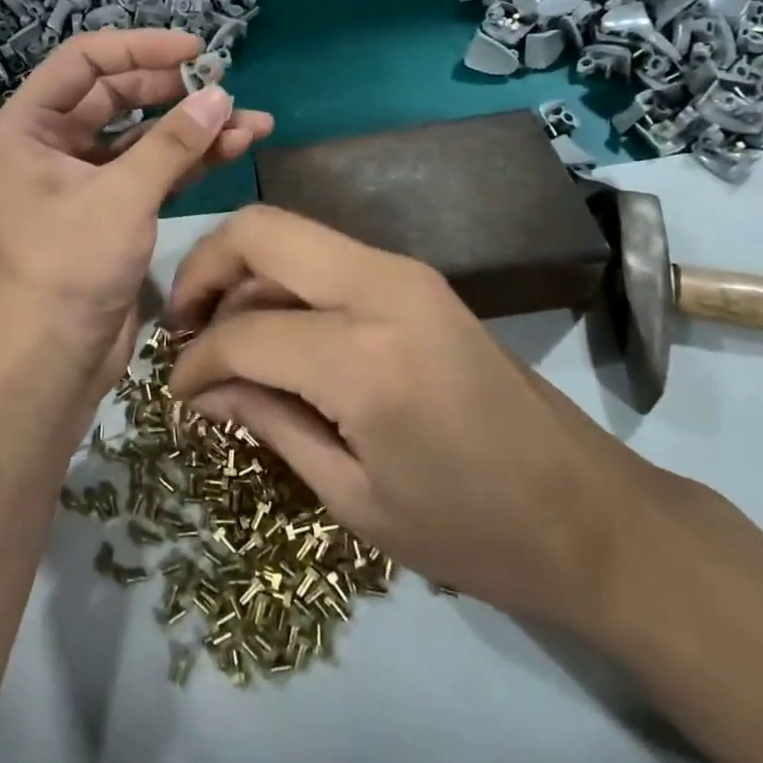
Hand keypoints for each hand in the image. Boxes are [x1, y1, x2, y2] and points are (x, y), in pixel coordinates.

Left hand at [0, 30, 272, 402]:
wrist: (56, 355)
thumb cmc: (71, 267)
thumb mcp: (123, 196)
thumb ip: (173, 143)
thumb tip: (221, 96)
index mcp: (30, 127)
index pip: (85, 61)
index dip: (140, 48)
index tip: (195, 50)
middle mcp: (54, 144)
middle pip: (119, 96)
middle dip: (175, 92)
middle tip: (225, 89)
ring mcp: (87, 177)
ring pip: (145, 136)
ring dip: (194, 129)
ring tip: (252, 122)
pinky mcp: (115, 207)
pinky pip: (155, 170)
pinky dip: (191, 161)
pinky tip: (235, 149)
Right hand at [167, 205, 666, 632]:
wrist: (586, 513)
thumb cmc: (469, 532)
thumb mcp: (351, 496)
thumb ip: (268, 421)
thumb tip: (204, 386)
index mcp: (365, 357)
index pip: (243, 331)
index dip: (195, 361)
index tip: (176, 392)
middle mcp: (384, 287)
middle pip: (261, 230)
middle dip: (204, 269)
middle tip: (183, 328)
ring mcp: (406, 272)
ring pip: (293, 234)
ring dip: (244, 273)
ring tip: (223, 337)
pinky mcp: (418, 279)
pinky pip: (327, 258)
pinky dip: (284, 282)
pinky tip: (275, 334)